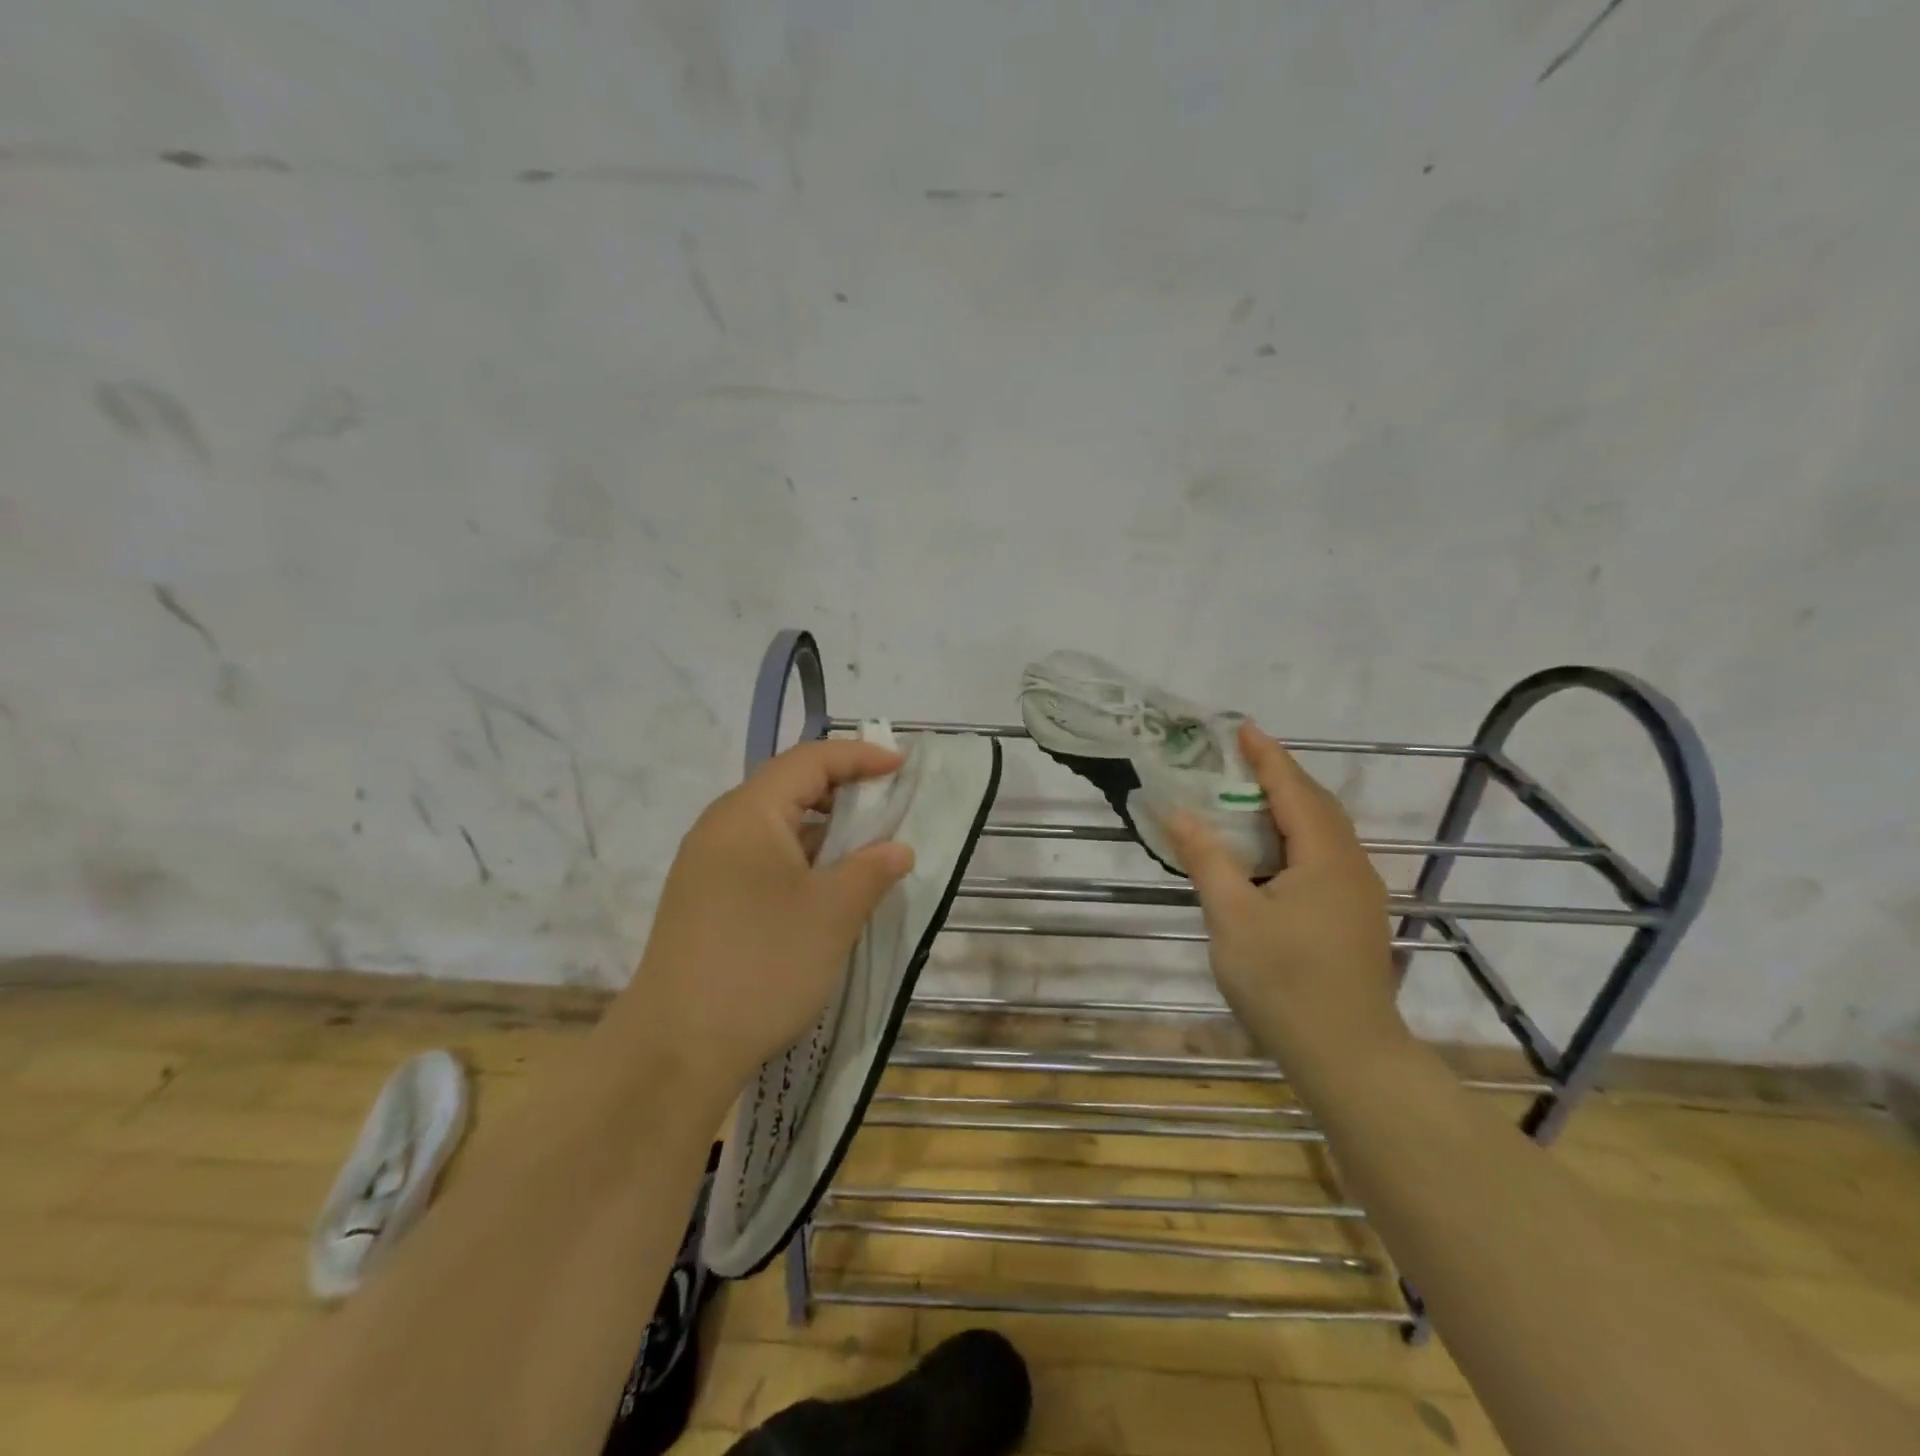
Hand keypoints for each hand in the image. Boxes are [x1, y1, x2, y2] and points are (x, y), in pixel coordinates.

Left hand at [621, 739, 914, 1096]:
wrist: (675, 1048)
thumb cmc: (762, 964)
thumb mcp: (832, 914)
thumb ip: (871, 870)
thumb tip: (897, 849)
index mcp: (749, 813)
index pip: (810, 760)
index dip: (859, 756)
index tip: (901, 766)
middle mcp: (720, 827)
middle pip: (788, 787)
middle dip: (842, 790)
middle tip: (887, 805)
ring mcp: (706, 865)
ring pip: (774, 826)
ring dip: (822, 829)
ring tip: (863, 849)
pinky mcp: (703, 899)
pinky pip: (759, 857)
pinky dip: (799, 859)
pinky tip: (823, 888)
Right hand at [1164, 721, 1406, 1074]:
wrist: (1348, 1056)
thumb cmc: (1285, 981)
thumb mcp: (1232, 917)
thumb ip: (1207, 859)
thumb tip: (1177, 812)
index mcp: (1325, 858)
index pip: (1293, 790)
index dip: (1267, 756)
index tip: (1243, 727)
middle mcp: (1351, 866)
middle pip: (1316, 805)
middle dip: (1280, 775)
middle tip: (1241, 756)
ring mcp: (1359, 894)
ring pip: (1324, 832)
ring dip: (1290, 805)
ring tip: (1251, 794)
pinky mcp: (1355, 917)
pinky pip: (1325, 856)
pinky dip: (1296, 836)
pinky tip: (1272, 852)